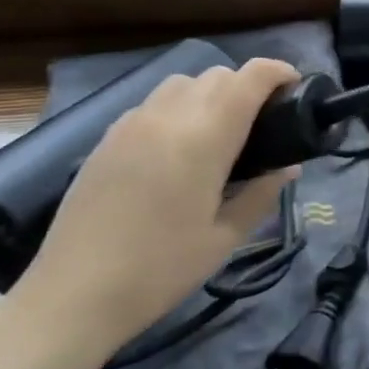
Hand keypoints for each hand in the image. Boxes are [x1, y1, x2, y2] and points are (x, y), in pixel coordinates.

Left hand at [5, 59, 300, 363]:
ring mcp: (132, 124)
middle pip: (217, 74)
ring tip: (220, 131)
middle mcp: (168, 117)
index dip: (279, 72)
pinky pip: (153, 104)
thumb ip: (262, 194)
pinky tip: (178, 148)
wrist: (72, 296)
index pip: (249, 78)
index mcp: (204, 139)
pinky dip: (178, 108)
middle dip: (248, 86)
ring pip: (182, 82)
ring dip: (210, 93)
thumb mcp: (225, 238)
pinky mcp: (107, 138)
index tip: (296, 88)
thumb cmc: (160, 270)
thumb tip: (289, 167)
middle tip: (264, 122)